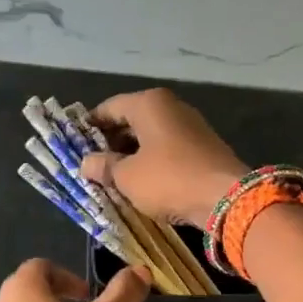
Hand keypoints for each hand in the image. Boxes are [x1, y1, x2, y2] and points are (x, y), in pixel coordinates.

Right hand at [79, 89, 247, 226]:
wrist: (227, 198)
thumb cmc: (169, 179)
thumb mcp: (127, 177)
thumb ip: (103, 167)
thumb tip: (86, 163)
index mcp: (149, 103)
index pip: (109, 108)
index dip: (90, 126)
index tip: (76, 145)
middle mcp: (171, 107)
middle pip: (131, 120)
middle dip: (111, 142)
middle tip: (94, 165)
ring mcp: (191, 126)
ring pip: (151, 136)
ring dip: (132, 154)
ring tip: (115, 177)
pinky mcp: (204, 147)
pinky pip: (168, 149)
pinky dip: (153, 161)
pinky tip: (143, 182)